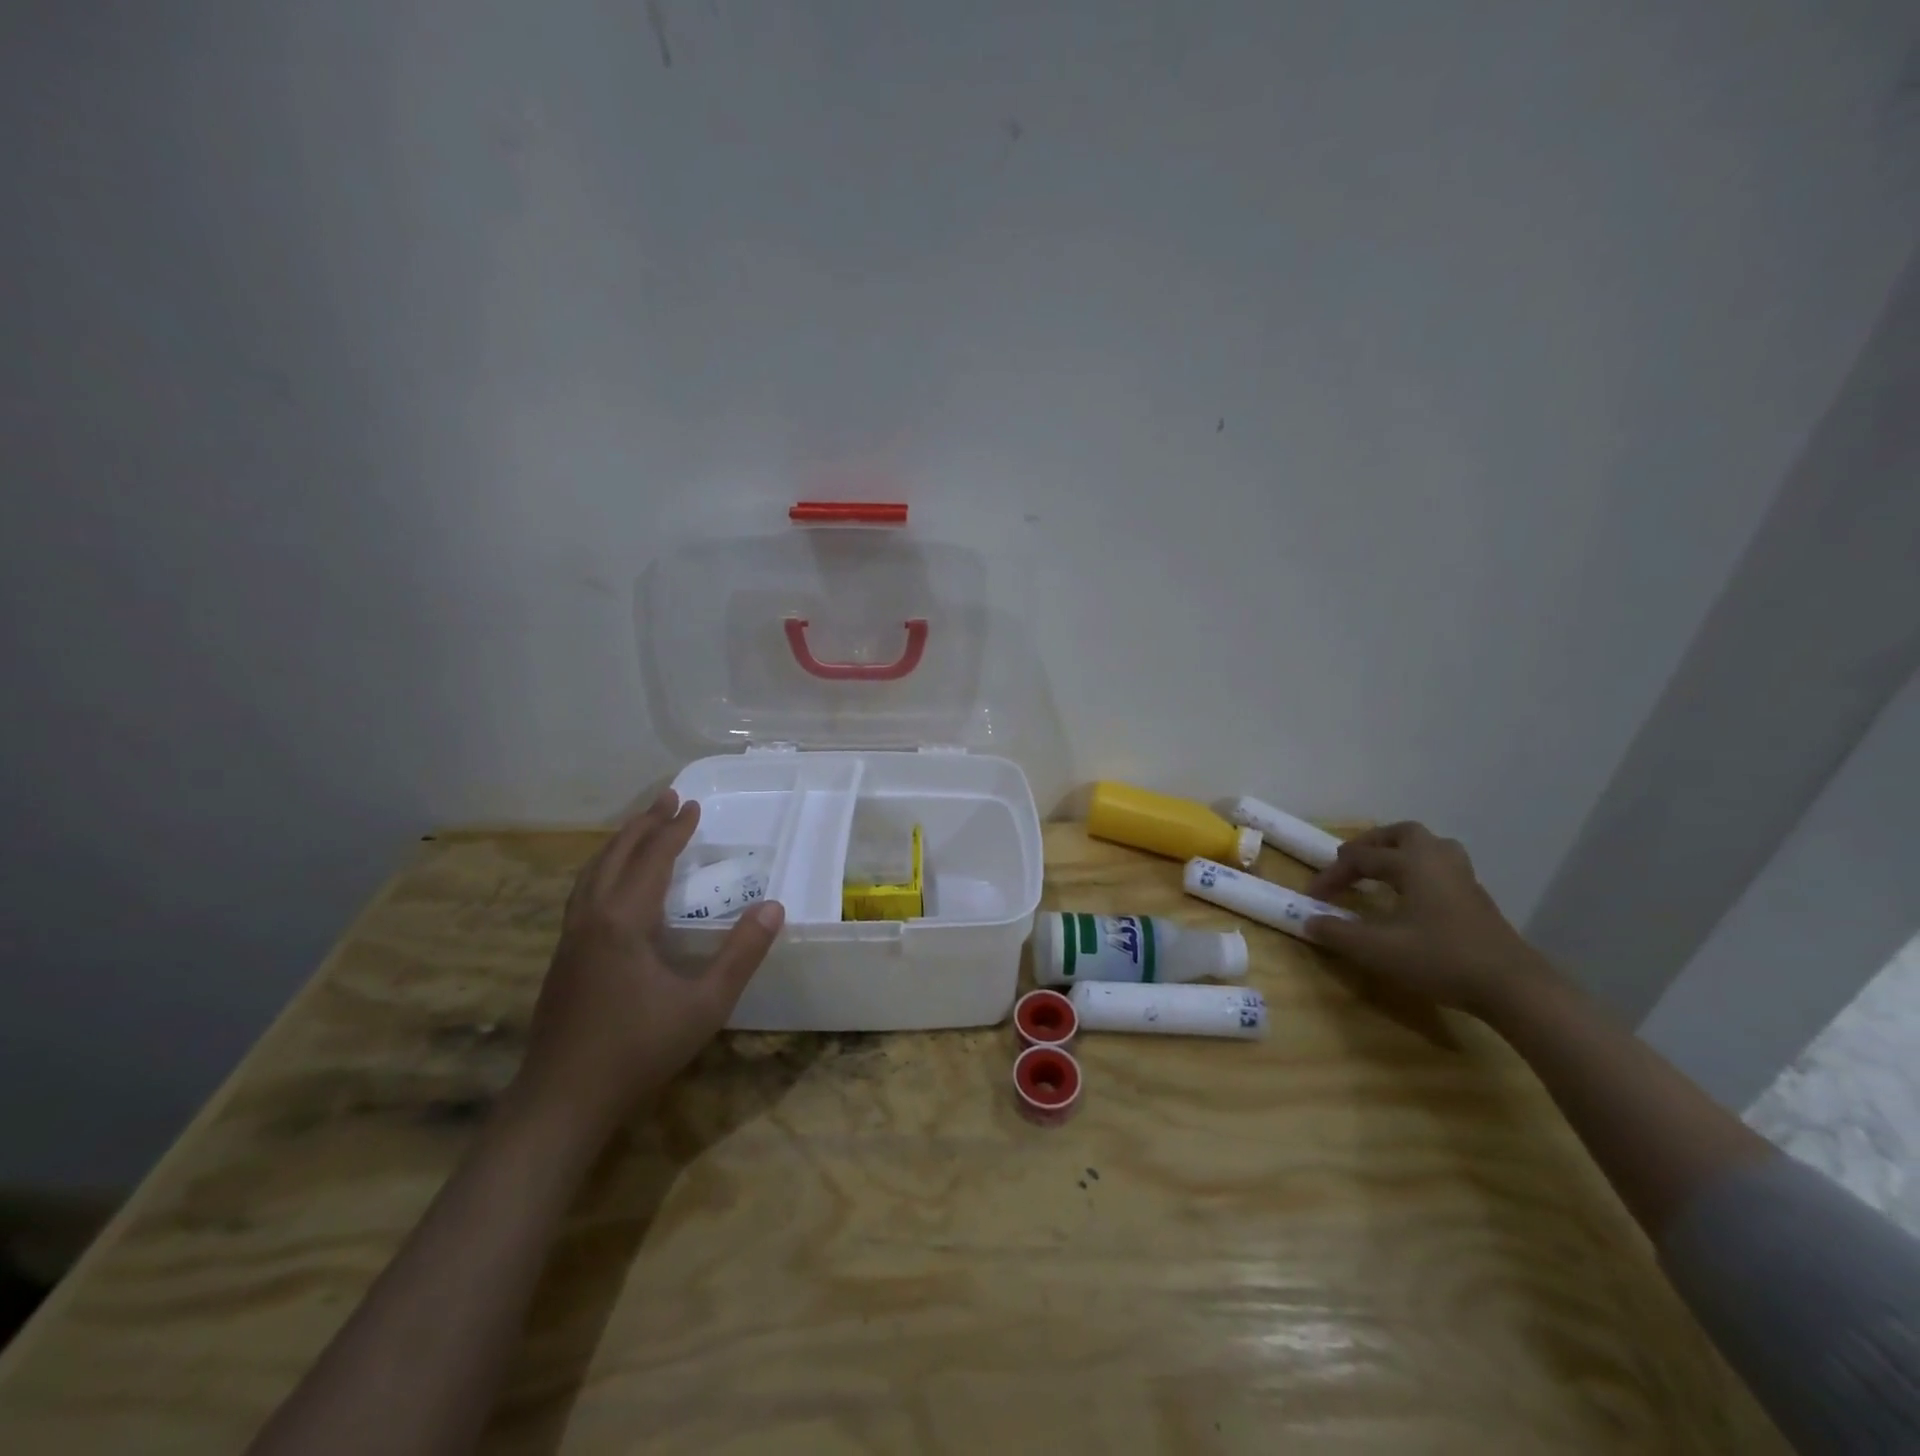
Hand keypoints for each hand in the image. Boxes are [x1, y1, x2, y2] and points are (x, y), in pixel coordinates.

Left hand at [510, 790, 784, 1141]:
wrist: (561, 1102)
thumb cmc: (638, 1050)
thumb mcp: (705, 1004)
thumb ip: (741, 954)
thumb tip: (773, 907)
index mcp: (623, 921)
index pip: (652, 859)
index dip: (674, 830)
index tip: (693, 805)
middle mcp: (591, 918)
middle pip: (616, 856)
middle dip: (643, 825)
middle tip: (667, 799)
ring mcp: (570, 939)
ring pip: (592, 873)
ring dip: (618, 844)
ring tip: (639, 828)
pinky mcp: (562, 959)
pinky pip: (583, 893)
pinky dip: (603, 870)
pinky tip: (612, 885)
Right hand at [1303, 821, 1545, 1017]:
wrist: (1513, 987)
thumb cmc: (1441, 959)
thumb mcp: (1378, 950)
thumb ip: (1338, 933)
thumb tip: (1308, 921)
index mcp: (1412, 863)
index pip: (1360, 858)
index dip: (1332, 874)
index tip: (1313, 897)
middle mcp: (1437, 861)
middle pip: (1402, 834)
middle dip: (1372, 844)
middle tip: (1351, 861)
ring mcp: (1463, 879)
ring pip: (1429, 847)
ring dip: (1400, 852)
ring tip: (1382, 870)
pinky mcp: (1477, 899)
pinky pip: (1442, 867)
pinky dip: (1419, 870)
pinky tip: (1412, 896)